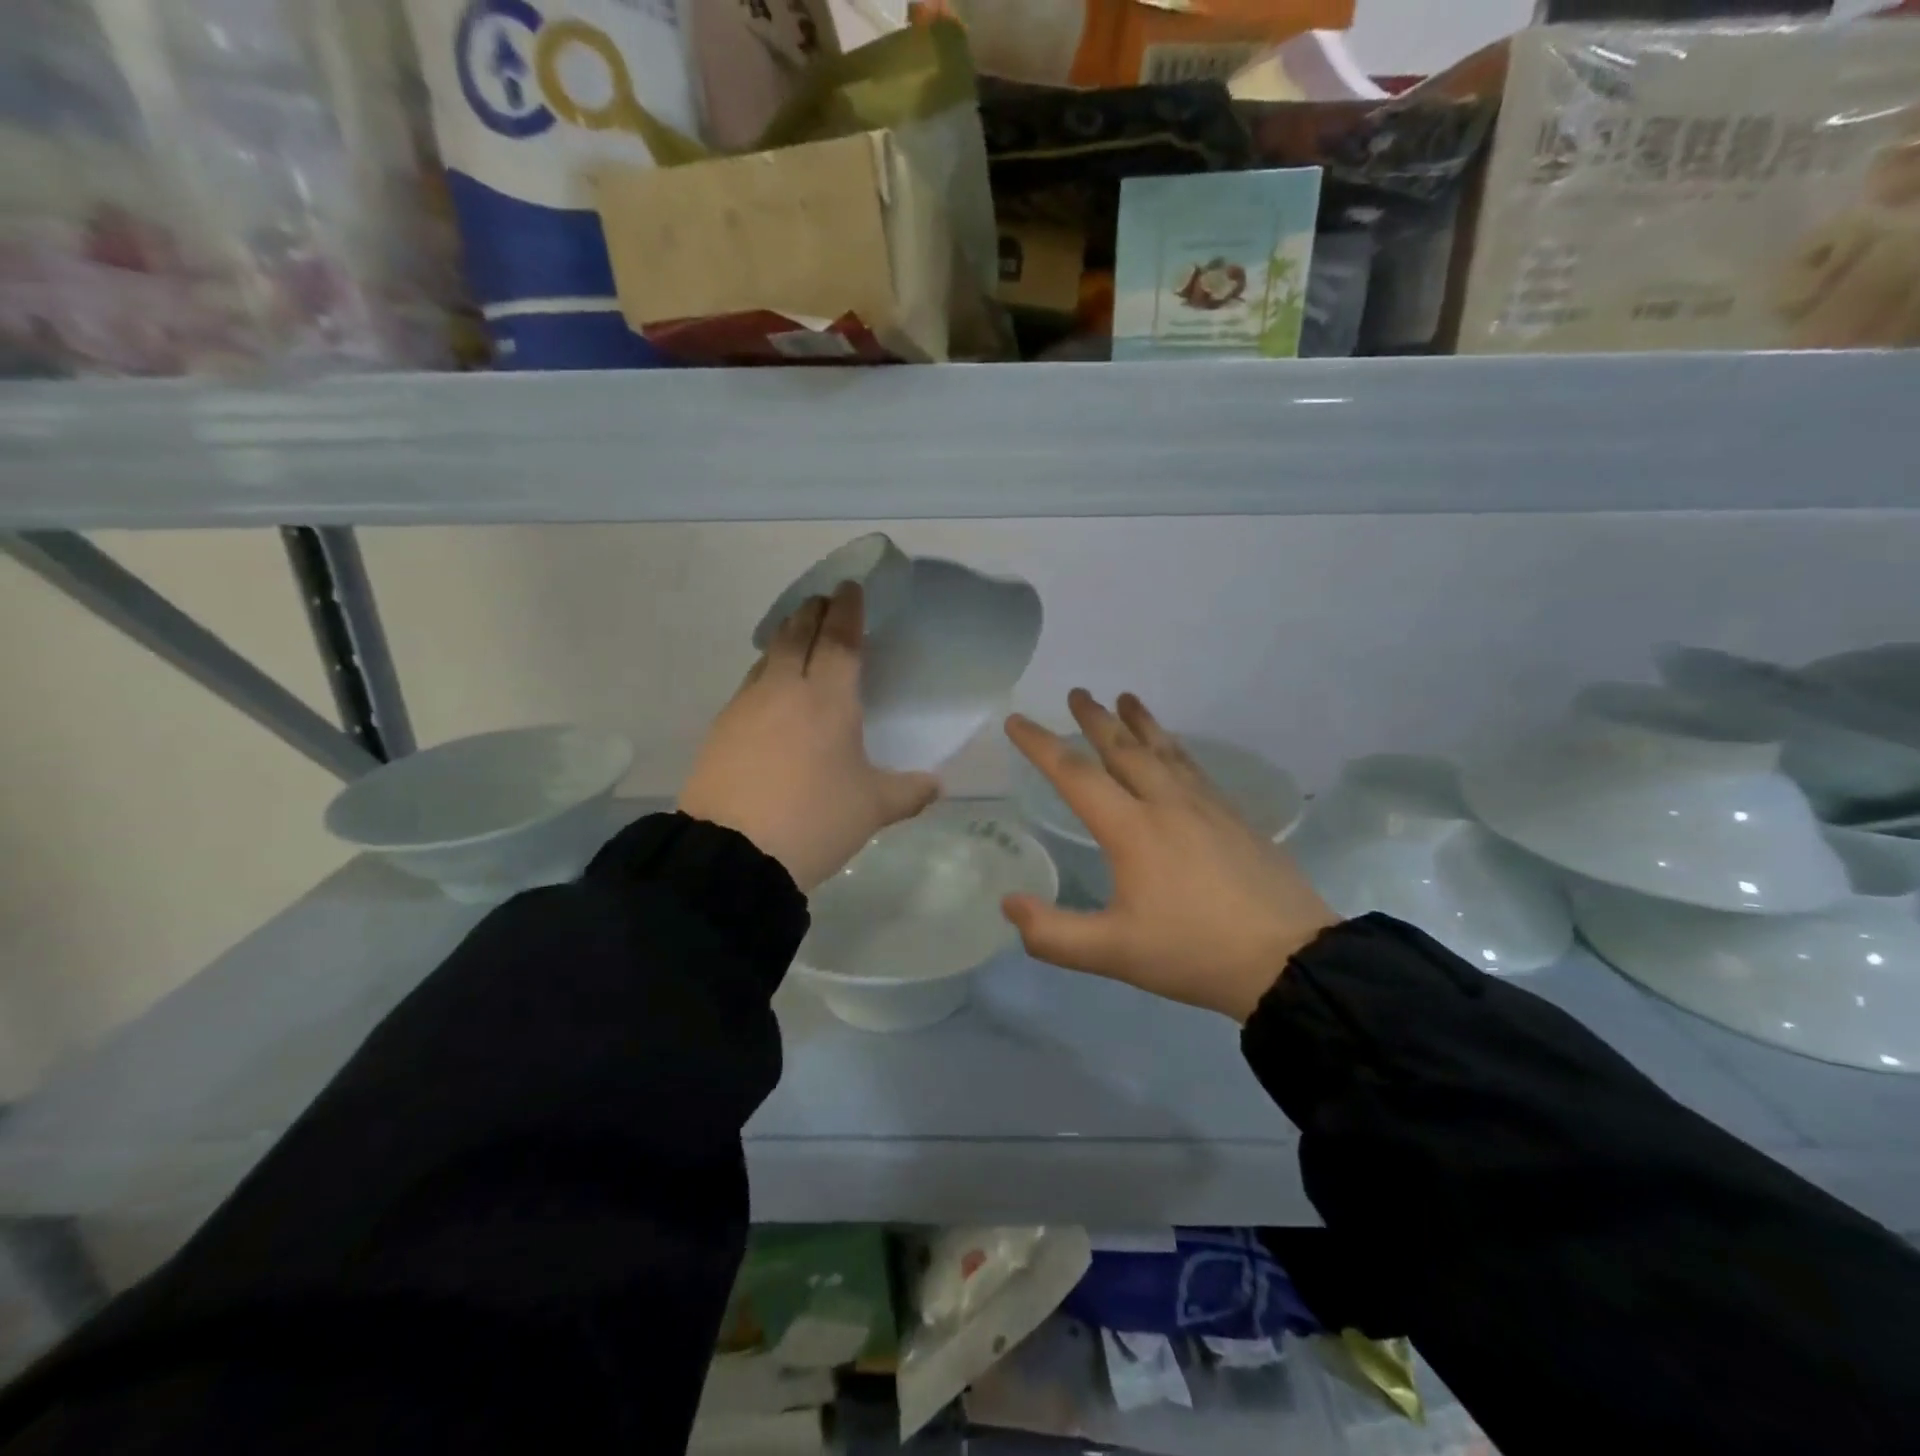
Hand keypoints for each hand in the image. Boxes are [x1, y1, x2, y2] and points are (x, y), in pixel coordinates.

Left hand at [679, 583, 939, 892]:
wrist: (733, 853)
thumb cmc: (815, 820)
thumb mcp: (872, 809)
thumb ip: (909, 792)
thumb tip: (937, 786)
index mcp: (828, 699)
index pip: (840, 639)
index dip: (848, 611)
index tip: (850, 588)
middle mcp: (785, 690)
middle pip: (798, 635)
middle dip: (813, 613)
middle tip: (824, 601)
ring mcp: (747, 706)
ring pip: (769, 656)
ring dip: (786, 638)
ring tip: (797, 637)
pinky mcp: (721, 729)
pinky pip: (750, 685)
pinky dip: (766, 673)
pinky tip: (770, 691)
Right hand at [1001, 691, 1337, 1021]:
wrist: (1289, 959)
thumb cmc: (1194, 952)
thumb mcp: (1114, 954)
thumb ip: (1053, 934)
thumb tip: (1009, 904)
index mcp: (1133, 829)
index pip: (1076, 775)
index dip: (1041, 745)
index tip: (1017, 721)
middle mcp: (1167, 804)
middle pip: (1124, 749)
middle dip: (1096, 719)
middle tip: (1077, 693)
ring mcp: (1207, 806)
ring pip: (1165, 751)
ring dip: (1141, 722)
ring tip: (1126, 698)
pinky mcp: (1235, 817)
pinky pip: (1194, 768)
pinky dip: (1175, 748)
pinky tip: (1175, 751)